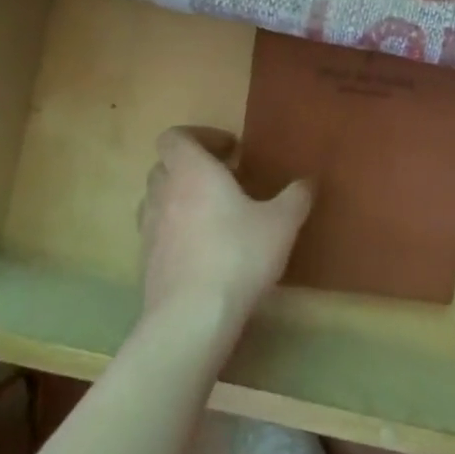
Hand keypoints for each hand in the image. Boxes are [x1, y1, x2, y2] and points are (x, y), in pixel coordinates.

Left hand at [137, 127, 311, 339]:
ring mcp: (149, 229)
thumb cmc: (239, 255)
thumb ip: (296, 197)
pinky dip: (176, 230)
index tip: (230, 150)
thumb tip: (308, 181)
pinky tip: (204, 249)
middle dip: (192, 167)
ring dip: (181, 197)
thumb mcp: (282, 223)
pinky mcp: (146, 262)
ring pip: (158, 199)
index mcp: (192, 172)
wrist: (191, 317)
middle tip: (226, 180)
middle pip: (165, 166)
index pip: (176, 137)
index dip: (200, 136)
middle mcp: (164, 193)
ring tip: (213, 214)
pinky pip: (158, 232)